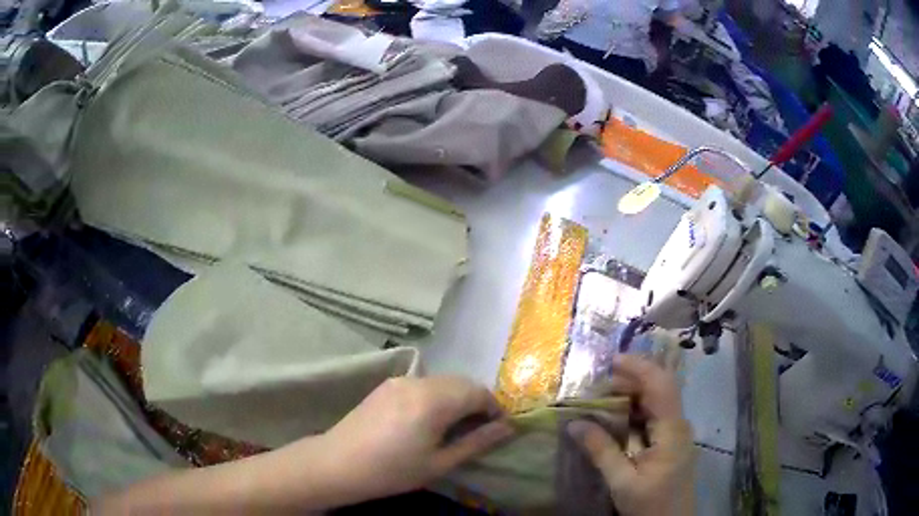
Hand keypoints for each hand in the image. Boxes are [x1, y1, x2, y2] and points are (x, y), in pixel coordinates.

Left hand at [317, 376, 513, 501]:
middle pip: (461, 382)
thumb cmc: (392, 470)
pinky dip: (437, 396)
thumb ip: (476, 442)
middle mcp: (419, 382)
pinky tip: (428, 419)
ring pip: (442, 381)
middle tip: (477, 430)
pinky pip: (423, 384)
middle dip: (477, 401)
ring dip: (456, 397)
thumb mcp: (440, 463)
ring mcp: (400, 381)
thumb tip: (507, 428)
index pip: (478, 392)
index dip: (494, 408)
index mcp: (434, 400)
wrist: (338, 463)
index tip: (497, 429)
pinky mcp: (387, 385)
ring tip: (454, 426)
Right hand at [567, 354, 694, 515]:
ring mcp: (676, 432)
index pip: (661, 385)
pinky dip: (635, 408)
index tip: (611, 361)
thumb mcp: (622, 481)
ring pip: (658, 399)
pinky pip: (655, 414)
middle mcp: (678, 424)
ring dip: (633, 392)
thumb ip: (601, 451)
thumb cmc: (650, 505)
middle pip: (660, 387)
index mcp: (672, 430)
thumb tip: (574, 423)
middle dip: (632, 378)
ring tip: (604, 393)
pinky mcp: (671, 440)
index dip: (639, 368)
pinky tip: (617, 415)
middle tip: (599, 380)